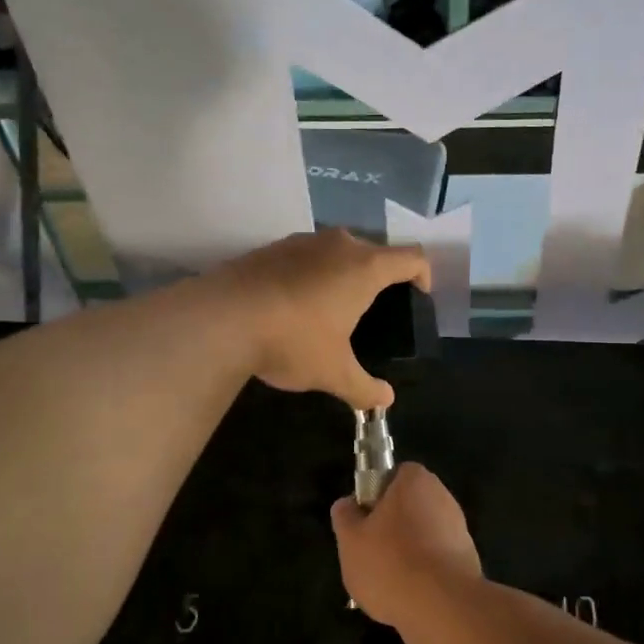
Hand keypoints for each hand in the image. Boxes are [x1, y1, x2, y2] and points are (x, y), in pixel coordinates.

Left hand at [217, 229, 429, 409]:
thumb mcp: (333, 372)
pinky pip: (305, 256)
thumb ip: (364, 387)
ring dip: (343, 272)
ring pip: (337, 250)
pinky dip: (311, 273)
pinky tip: (295, 304)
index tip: (420, 293)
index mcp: (364, 268)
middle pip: (374, 251)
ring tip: (334, 306)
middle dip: (381, 275)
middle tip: (375, 308)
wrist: (221, 317)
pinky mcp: (271, 247)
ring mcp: (301, 241)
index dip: (423, 273)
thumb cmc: (292, 340)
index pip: (411, 257)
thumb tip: (384, 402)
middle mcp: (338, 244)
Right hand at [331, 462, 481, 627]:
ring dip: (407, 553)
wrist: (442, 608)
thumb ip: (346, 516)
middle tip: (370, 555)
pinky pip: (437, 560)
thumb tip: (348, 505)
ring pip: (423, 536)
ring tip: (387, 583)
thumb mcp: (350, 540)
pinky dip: (424, 574)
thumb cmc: (390, 563)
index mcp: (415, 480)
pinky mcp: (468, 559)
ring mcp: (459, 529)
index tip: (364, 523)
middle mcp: (442, 496)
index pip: (393, 476)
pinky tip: (410, 596)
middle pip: (409, 507)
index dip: (376, 497)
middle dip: (391, 528)